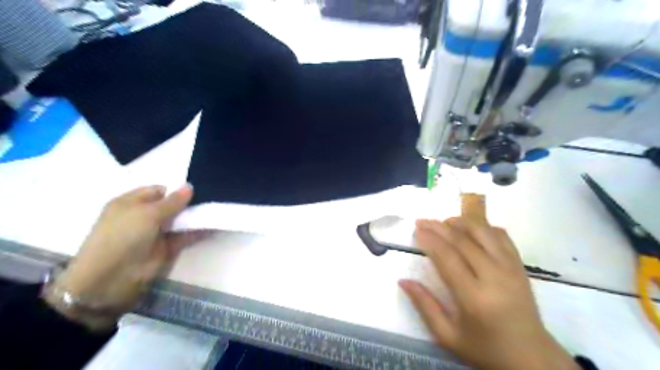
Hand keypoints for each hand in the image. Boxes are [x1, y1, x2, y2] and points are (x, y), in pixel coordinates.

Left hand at [43, 184, 206, 329]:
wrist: (110, 280)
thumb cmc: (122, 238)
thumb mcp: (147, 214)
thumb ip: (172, 201)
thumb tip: (189, 186)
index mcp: (131, 203)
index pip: (158, 190)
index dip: (177, 189)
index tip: (199, 188)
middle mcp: (143, 216)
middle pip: (171, 205)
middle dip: (190, 202)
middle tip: (213, 197)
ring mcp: (156, 233)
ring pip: (180, 221)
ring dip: (196, 217)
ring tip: (217, 208)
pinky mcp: (167, 248)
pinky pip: (186, 236)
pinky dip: (199, 232)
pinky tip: (214, 226)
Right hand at [397, 218, 577, 369]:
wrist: (533, 359)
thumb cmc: (486, 349)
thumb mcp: (448, 336)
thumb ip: (424, 306)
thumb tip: (403, 281)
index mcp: (474, 297)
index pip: (447, 257)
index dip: (430, 240)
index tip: (417, 229)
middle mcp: (494, 277)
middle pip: (463, 240)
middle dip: (439, 227)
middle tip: (422, 221)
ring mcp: (510, 268)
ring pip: (483, 232)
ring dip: (461, 222)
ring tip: (444, 222)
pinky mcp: (520, 266)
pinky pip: (501, 236)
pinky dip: (484, 227)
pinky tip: (471, 229)